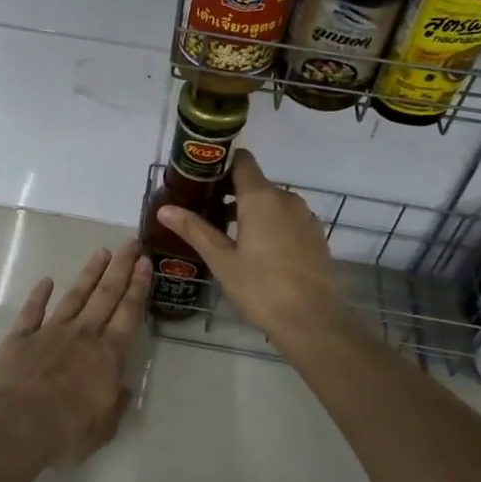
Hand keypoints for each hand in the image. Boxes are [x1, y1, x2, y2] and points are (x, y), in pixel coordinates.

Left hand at [0, 242, 149, 465]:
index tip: (144, 263)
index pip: (128, 313)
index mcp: (108, 355)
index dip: (138, 287)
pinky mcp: (21, 336)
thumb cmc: (66, 432)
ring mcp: (50, 331)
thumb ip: (117, 404)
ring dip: (89, 274)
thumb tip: (123, 387)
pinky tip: (47, 281)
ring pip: (75, 296)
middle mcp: (83, 334)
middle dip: (120, 268)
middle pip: (106, 295)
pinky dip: (40, 294)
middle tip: (130, 244)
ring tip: (101, 252)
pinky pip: (33, 310)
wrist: (15, 425)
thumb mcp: (104, 428)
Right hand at [155, 151, 345, 342]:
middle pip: (255, 182)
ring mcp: (304, 216)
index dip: (221, 163)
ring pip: (272, 201)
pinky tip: (258, 250)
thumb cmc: (261, 288)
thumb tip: (165, 209)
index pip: (242, 160)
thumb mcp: (221, 260)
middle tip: (205, 211)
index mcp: (260, 197)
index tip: (201, 177)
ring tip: (228, 234)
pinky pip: (287, 218)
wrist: (313, 321)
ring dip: (251, 210)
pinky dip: (271, 223)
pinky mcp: (315, 234)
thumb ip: (195, 230)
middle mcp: (286, 198)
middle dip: (231, 192)